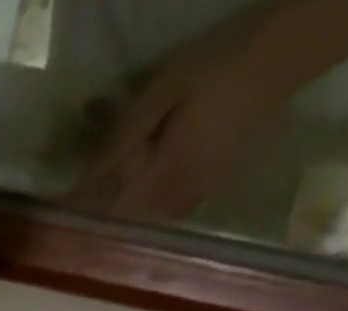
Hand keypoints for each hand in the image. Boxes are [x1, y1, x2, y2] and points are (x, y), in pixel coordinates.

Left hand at [66, 32, 286, 221]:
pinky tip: (152, 181)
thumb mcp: (163, 90)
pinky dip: (153, 202)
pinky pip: (172, 208)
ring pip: (151, 217)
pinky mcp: (212, 186)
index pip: (114, 210)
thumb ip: (125, 136)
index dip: (87, 214)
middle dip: (107, 214)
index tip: (62, 214)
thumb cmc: (218, 63)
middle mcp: (180, 197)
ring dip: (131, 211)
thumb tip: (90, 173)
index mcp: (165, 175)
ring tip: (113, 194)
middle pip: (131, 220)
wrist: (285, 53)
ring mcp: (199, 195)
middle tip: (84, 201)